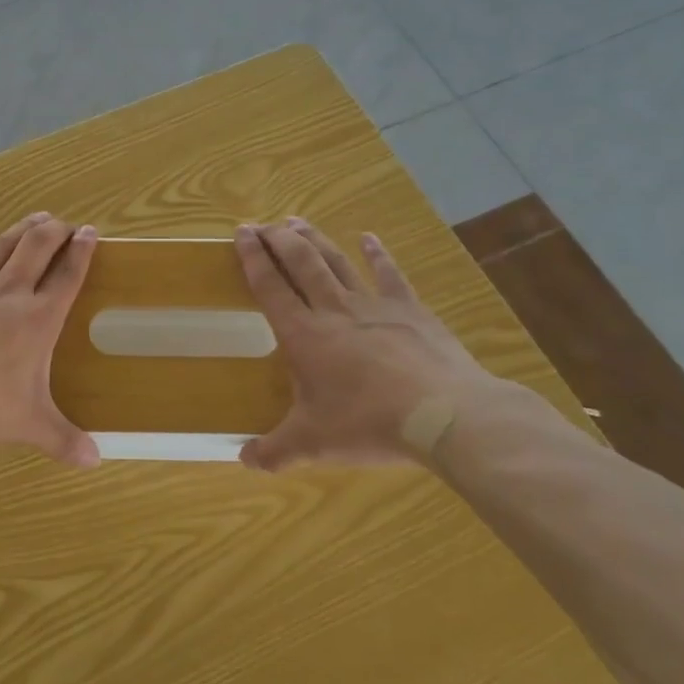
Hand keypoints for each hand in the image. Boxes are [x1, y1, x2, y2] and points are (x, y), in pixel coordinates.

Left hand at [0, 204, 101, 466]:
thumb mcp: (26, 424)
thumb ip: (63, 440)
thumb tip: (96, 461)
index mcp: (38, 319)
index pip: (67, 276)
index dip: (81, 252)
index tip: (90, 232)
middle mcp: (11, 292)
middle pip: (38, 249)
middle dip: (55, 232)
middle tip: (64, 223)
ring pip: (4, 245)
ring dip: (23, 228)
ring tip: (38, 216)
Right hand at [234, 218, 501, 470]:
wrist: (442, 414)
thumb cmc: (368, 423)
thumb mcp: (313, 443)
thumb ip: (275, 452)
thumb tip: (244, 462)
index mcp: (302, 335)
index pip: (269, 287)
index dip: (252, 258)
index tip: (241, 233)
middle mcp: (332, 310)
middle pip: (300, 263)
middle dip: (278, 239)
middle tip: (261, 223)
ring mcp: (373, 305)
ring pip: (336, 261)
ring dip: (314, 239)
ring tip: (295, 221)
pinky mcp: (409, 309)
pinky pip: (389, 274)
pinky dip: (377, 254)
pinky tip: (369, 238)